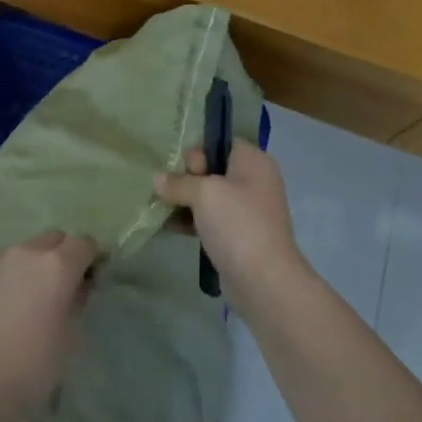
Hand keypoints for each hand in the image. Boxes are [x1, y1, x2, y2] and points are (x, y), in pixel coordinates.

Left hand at [0, 231, 97, 421]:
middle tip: (59, 288)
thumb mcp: (70, 338)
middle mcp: (26, 252)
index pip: (83, 243)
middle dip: (61, 255)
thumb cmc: (32, 366)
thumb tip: (75, 289)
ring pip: (21, 251)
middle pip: (52, 239)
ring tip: (26, 300)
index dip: (90, 259)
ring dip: (30, 266)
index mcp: (57, 264)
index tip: (89, 280)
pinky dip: (4, 281)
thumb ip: (76, 303)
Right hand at [154, 142, 307, 313]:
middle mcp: (253, 181)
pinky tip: (166, 225)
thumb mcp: (204, 194)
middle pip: (212, 168)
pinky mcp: (237, 236)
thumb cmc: (238, 224)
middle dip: (186, 177)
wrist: (264, 281)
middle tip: (170, 189)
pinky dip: (190, 221)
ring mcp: (246, 211)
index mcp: (253, 161)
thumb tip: (157, 179)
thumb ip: (178, 182)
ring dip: (184, 200)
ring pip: (208, 196)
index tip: (183, 166)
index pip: (222, 141)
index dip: (199, 149)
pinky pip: (209, 220)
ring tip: (157, 206)